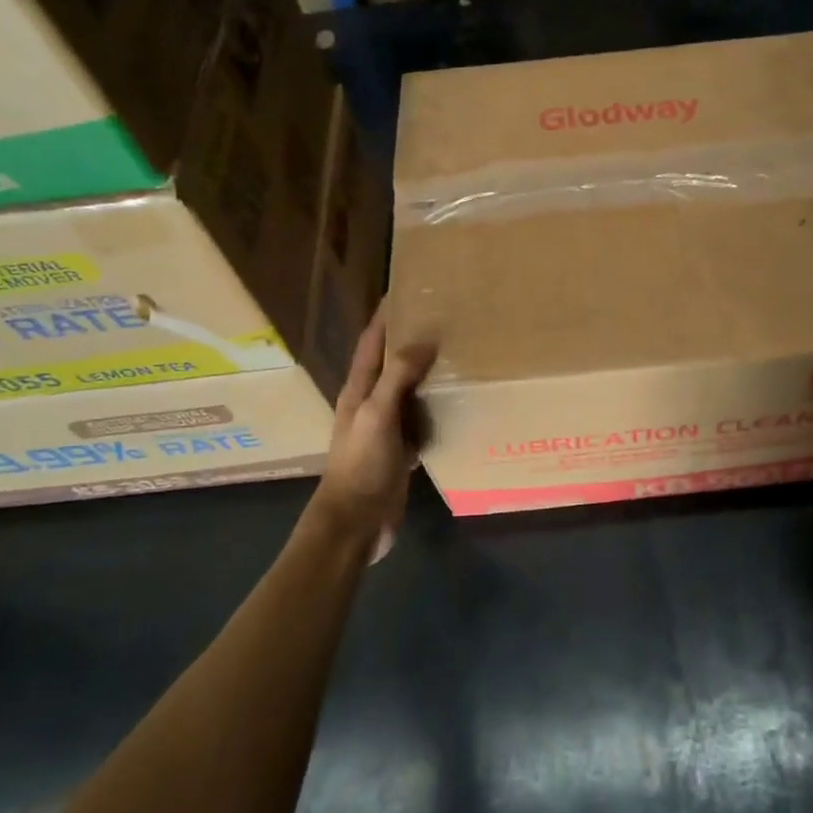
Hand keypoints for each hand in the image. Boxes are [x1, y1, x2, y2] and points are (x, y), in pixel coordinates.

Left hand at [310, 303, 434, 558]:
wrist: (356, 522)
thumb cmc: (361, 465)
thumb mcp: (377, 416)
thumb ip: (398, 378)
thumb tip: (425, 340)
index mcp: (360, 390)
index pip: (371, 342)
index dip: (385, 316)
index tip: (405, 290)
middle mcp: (372, 403)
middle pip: (391, 362)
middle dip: (410, 338)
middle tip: (442, 317)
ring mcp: (386, 428)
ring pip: (408, 390)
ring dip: (425, 371)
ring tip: (454, 351)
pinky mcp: (400, 450)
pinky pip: (421, 419)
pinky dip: (435, 406)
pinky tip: (456, 402)